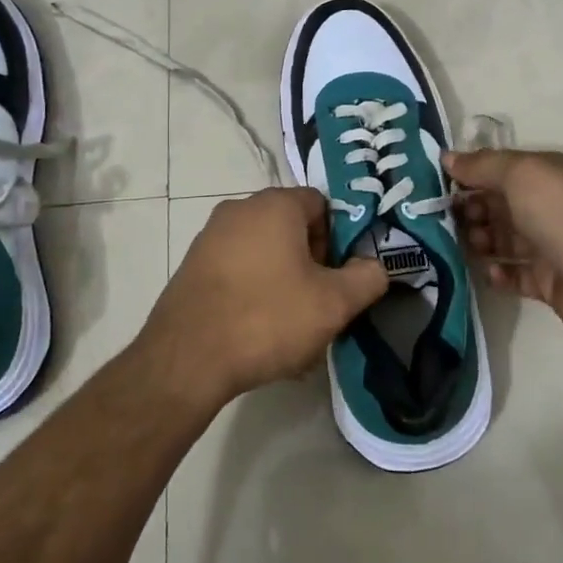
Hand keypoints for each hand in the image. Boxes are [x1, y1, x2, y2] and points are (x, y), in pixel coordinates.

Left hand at [139, 187, 388, 409]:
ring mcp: (211, 236)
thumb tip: (374, 267)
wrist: (187, 358)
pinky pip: (237, 269)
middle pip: (291, 227)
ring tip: (290, 328)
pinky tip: (257, 332)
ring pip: (264, 252)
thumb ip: (366, 278)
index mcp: (275, 205)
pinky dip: (253, 291)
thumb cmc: (268, 318)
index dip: (338, 239)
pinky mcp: (193, 265)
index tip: (338, 277)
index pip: (321, 205)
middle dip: (311, 263)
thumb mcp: (333, 304)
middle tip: (318, 305)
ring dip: (283, 280)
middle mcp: (240, 209)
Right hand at [446, 148, 562, 360]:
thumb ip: (482, 166)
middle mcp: (548, 206)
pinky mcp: (548, 282)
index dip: (468, 174)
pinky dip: (498, 273)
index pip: (498, 168)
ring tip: (464, 245)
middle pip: (497, 204)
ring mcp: (549, 246)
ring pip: (503, 239)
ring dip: (479, 240)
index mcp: (546, 174)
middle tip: (444, 219)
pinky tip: (489, 272)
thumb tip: (447, 157)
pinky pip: (514, 274)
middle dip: (469, 209)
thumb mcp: (522, 176)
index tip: (434, 186)